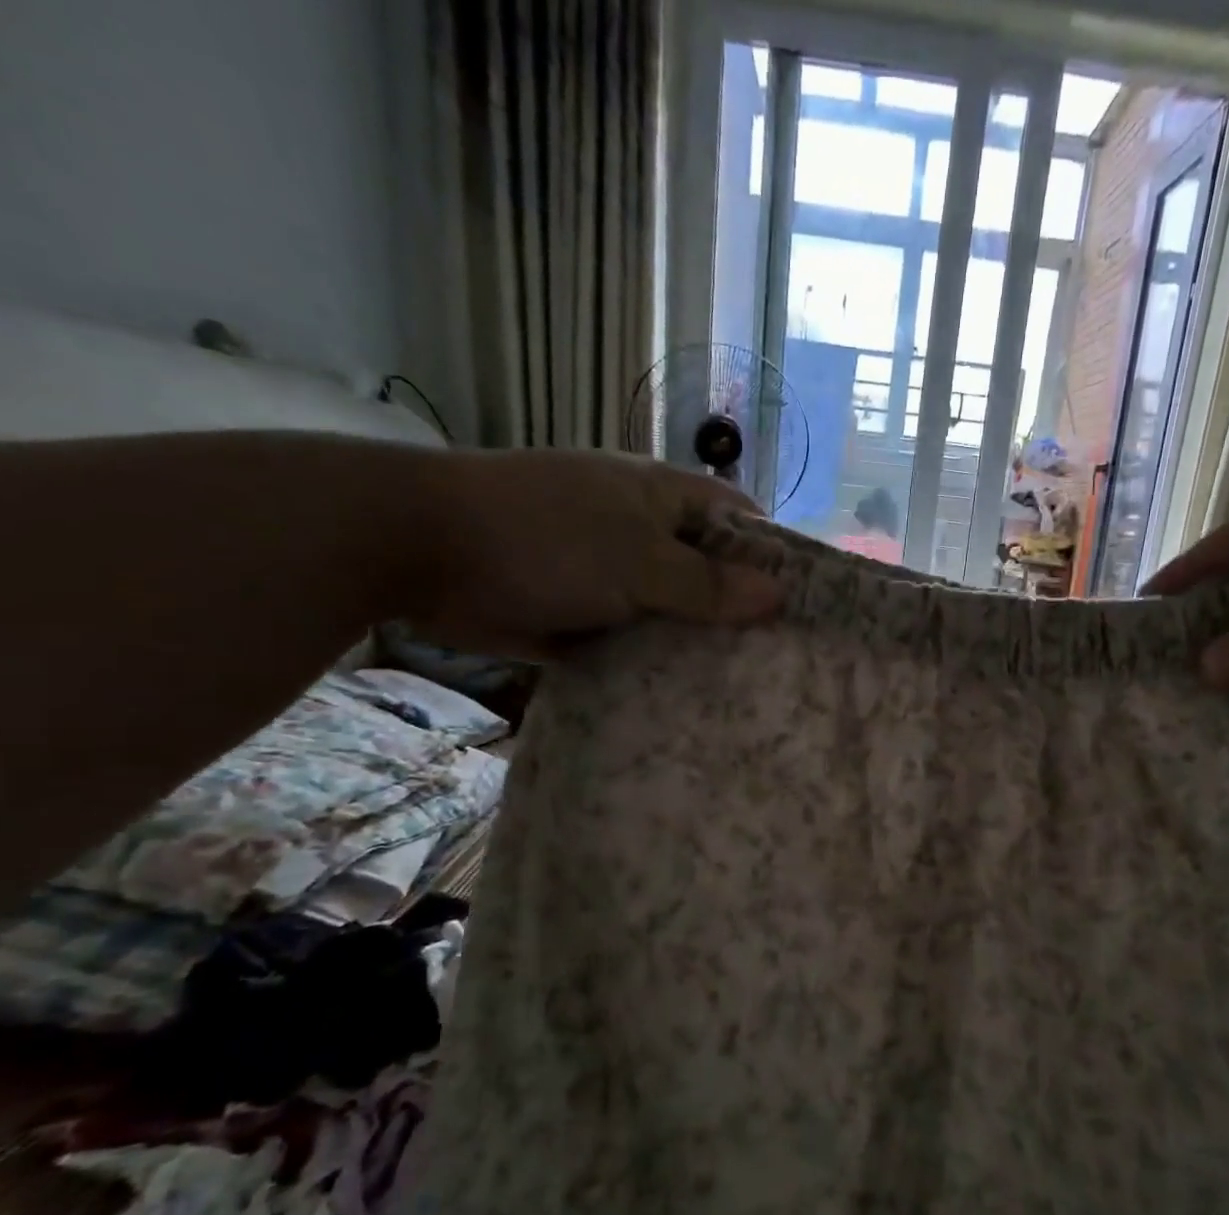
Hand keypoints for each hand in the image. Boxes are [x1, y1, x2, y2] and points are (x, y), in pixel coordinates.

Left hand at [403, 447, 781, 656]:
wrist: (423, 550)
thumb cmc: (545, 538)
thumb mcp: (638, 560)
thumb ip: (707, 583)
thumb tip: (778, 596)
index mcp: (665, 500)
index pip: (742, 522)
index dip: (776, 557)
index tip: (806, 607)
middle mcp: (645, 534)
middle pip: (711, 572)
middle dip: (741, 611)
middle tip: (782, 662)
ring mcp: (612, 575)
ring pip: (673, 611)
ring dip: (698, 644)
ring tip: (746, 690)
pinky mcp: (583, 614)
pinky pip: (634, 640)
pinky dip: (655, 664)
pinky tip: (686, 699)